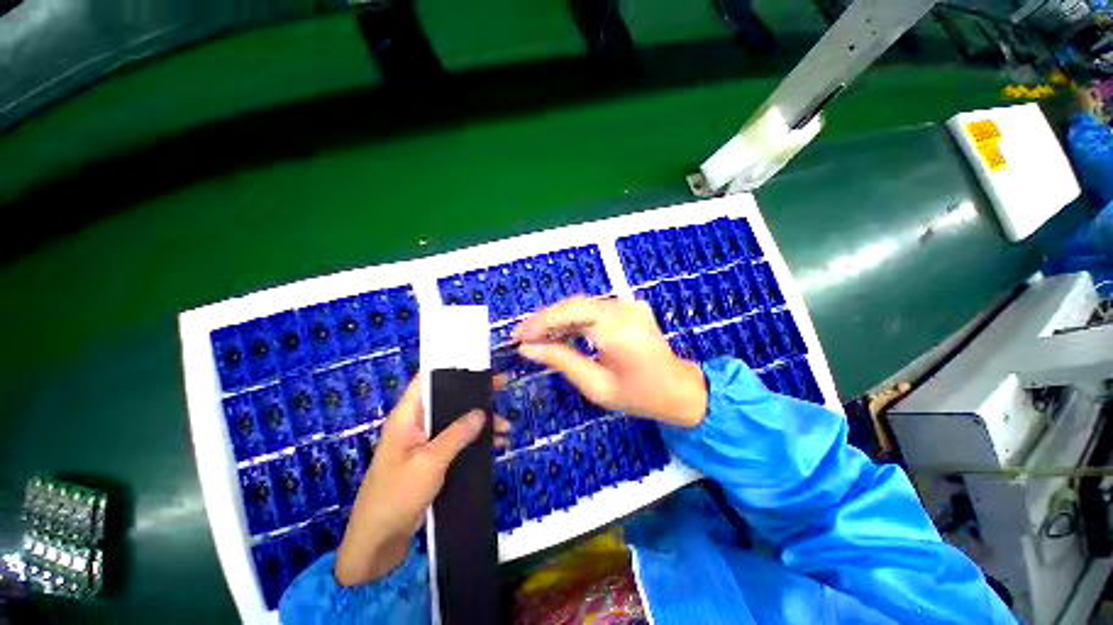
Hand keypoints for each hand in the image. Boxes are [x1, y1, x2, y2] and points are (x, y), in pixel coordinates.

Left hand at [335, 377, 508, 585]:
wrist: (377, 544)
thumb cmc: (397, 496)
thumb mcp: (429, 463)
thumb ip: (456, 434)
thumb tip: (481, 412)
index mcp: (407, 416)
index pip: (427, 379)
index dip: (452, 368)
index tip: (481, 367)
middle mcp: (415, 423)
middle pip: (448, 398)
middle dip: (475, 396)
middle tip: (502, 390)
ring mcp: (424, 442)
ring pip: (456, 420)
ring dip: (480, 422)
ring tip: (506, 428)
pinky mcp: (431, 459)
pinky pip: (457, 441)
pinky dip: (475, 440)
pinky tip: (496, 445)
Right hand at [514, 296, 707, 427]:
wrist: (679, 389)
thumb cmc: (640, 396)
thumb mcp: (596, 386)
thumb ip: (561, 361)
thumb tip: (528, 349)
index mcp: (618, 329)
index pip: (570, 314)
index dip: (540, 323)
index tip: (518, 337)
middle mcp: (623, 309)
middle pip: (574, 305)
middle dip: (545, 320)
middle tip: (523, 337)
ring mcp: (628, 305)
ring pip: (582, 305)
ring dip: (558, 319)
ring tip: (537, 338)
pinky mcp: (629, 307)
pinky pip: (594, 309)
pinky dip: (574, 320)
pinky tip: (561, 334)